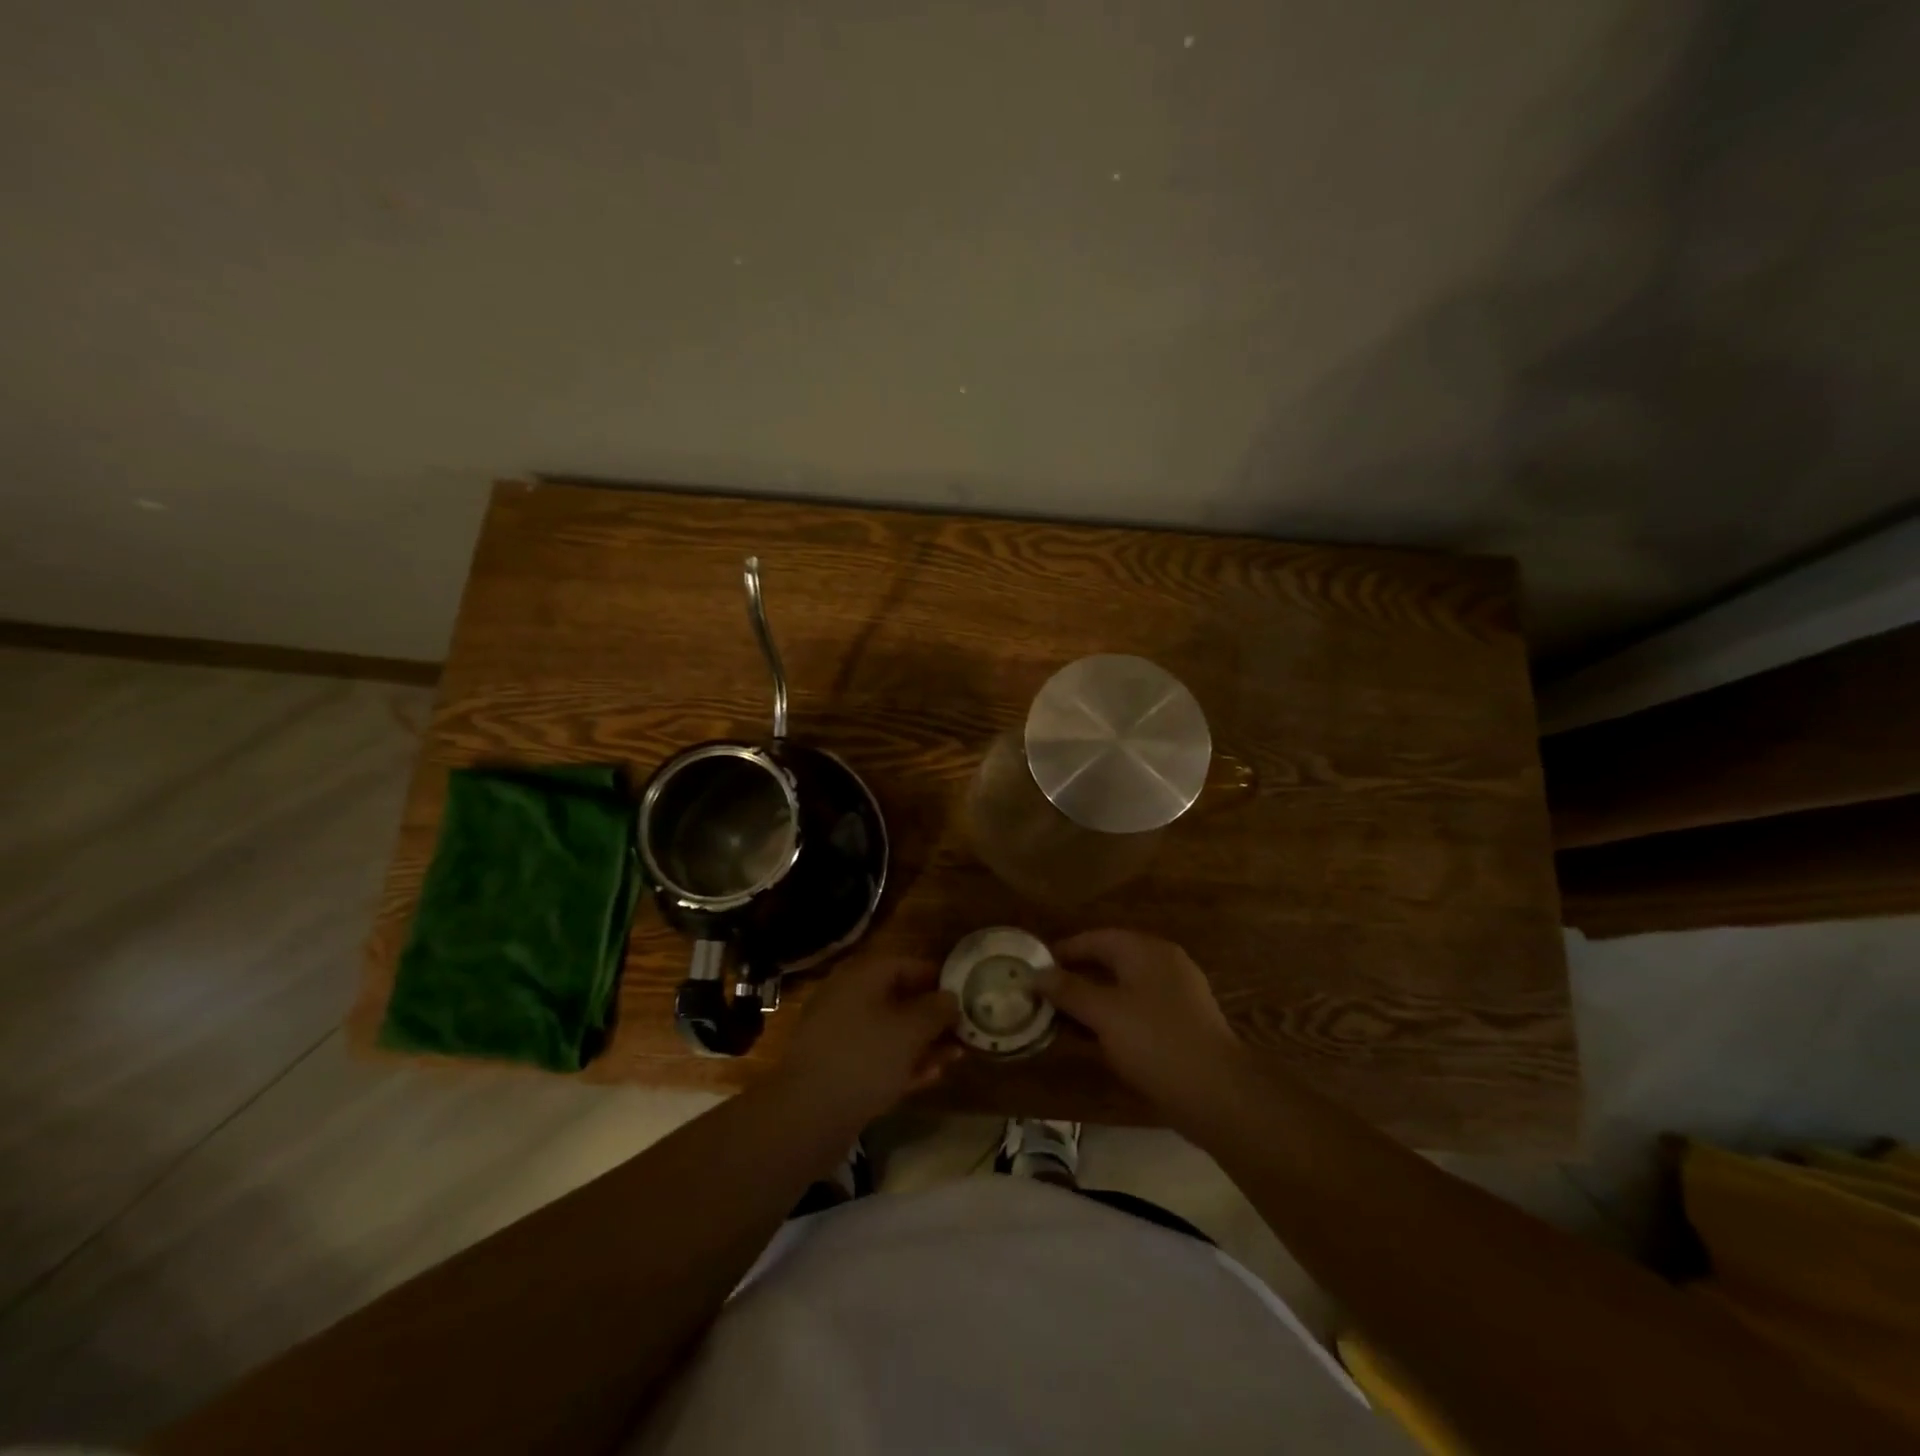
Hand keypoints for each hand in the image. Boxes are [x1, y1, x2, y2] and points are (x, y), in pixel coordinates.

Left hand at [777, 954, 961, 1126]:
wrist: (807, 1116)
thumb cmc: (864, 1058)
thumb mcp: (910, 1030)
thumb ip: (936, 1010)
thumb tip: (950, 997)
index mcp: (860, 977)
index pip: (904, 964)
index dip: (935, 976)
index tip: (963, 993)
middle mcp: (846, 998)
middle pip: (897, 998)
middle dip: (932, 1015)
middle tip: (963, 1030)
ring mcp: (838, 1035)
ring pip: (889, 1031)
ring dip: (922, 1043)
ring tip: (955, 1056)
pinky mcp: (836, 1069)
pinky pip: (876, 1057)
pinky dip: (902, 1063)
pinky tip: (930, 1077)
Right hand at [1038, 929, 1248, 1118]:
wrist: (1218, 1093)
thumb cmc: (1155, 1042)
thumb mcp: (1104, 1014)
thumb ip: (1069, 990)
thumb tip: (1038, 974)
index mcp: (1146, 950)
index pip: (1096, 938)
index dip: (1064, 950)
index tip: (1036, 967)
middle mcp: (1164, 963)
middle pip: (1111, 960)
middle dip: (1077, 975)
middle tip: (1045, 993)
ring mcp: (1178, 994)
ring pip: (1125, 987)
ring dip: (1094, 999)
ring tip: (1064, 1017)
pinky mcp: (1184, 1023)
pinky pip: (1139, 1009)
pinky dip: (1115, 1016)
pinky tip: (1097, 1038)